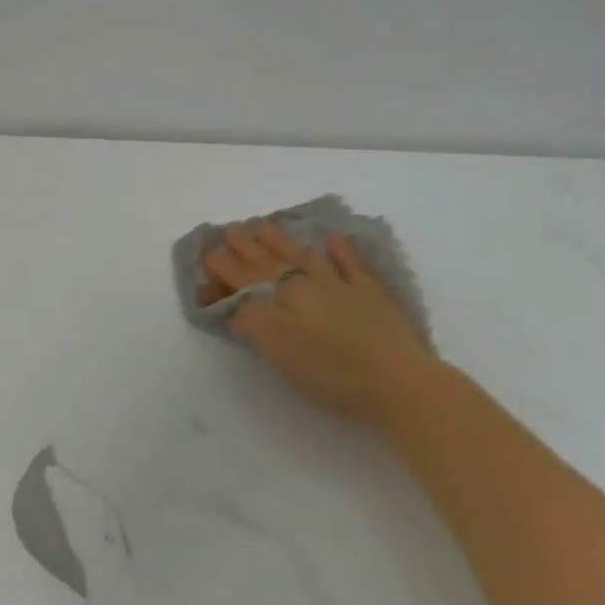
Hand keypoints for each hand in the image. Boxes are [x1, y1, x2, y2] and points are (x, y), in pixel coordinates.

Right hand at [202, 223, 438, 426]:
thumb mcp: (278, 349)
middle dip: (249, 247)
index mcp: (284, 297)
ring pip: (307, 256)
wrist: (396, 378)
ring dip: (284, 241)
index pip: (247, 278)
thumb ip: (253, 321)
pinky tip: (333, 238)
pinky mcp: (372, 294)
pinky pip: (352, 264)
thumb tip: (237, 306)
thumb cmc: (331, 370)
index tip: (208, 252)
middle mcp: (309, 283)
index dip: (226, 267)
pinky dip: (341, 250)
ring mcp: (343, 285)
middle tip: (232, 229)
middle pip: (273, 261)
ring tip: (266, 226)